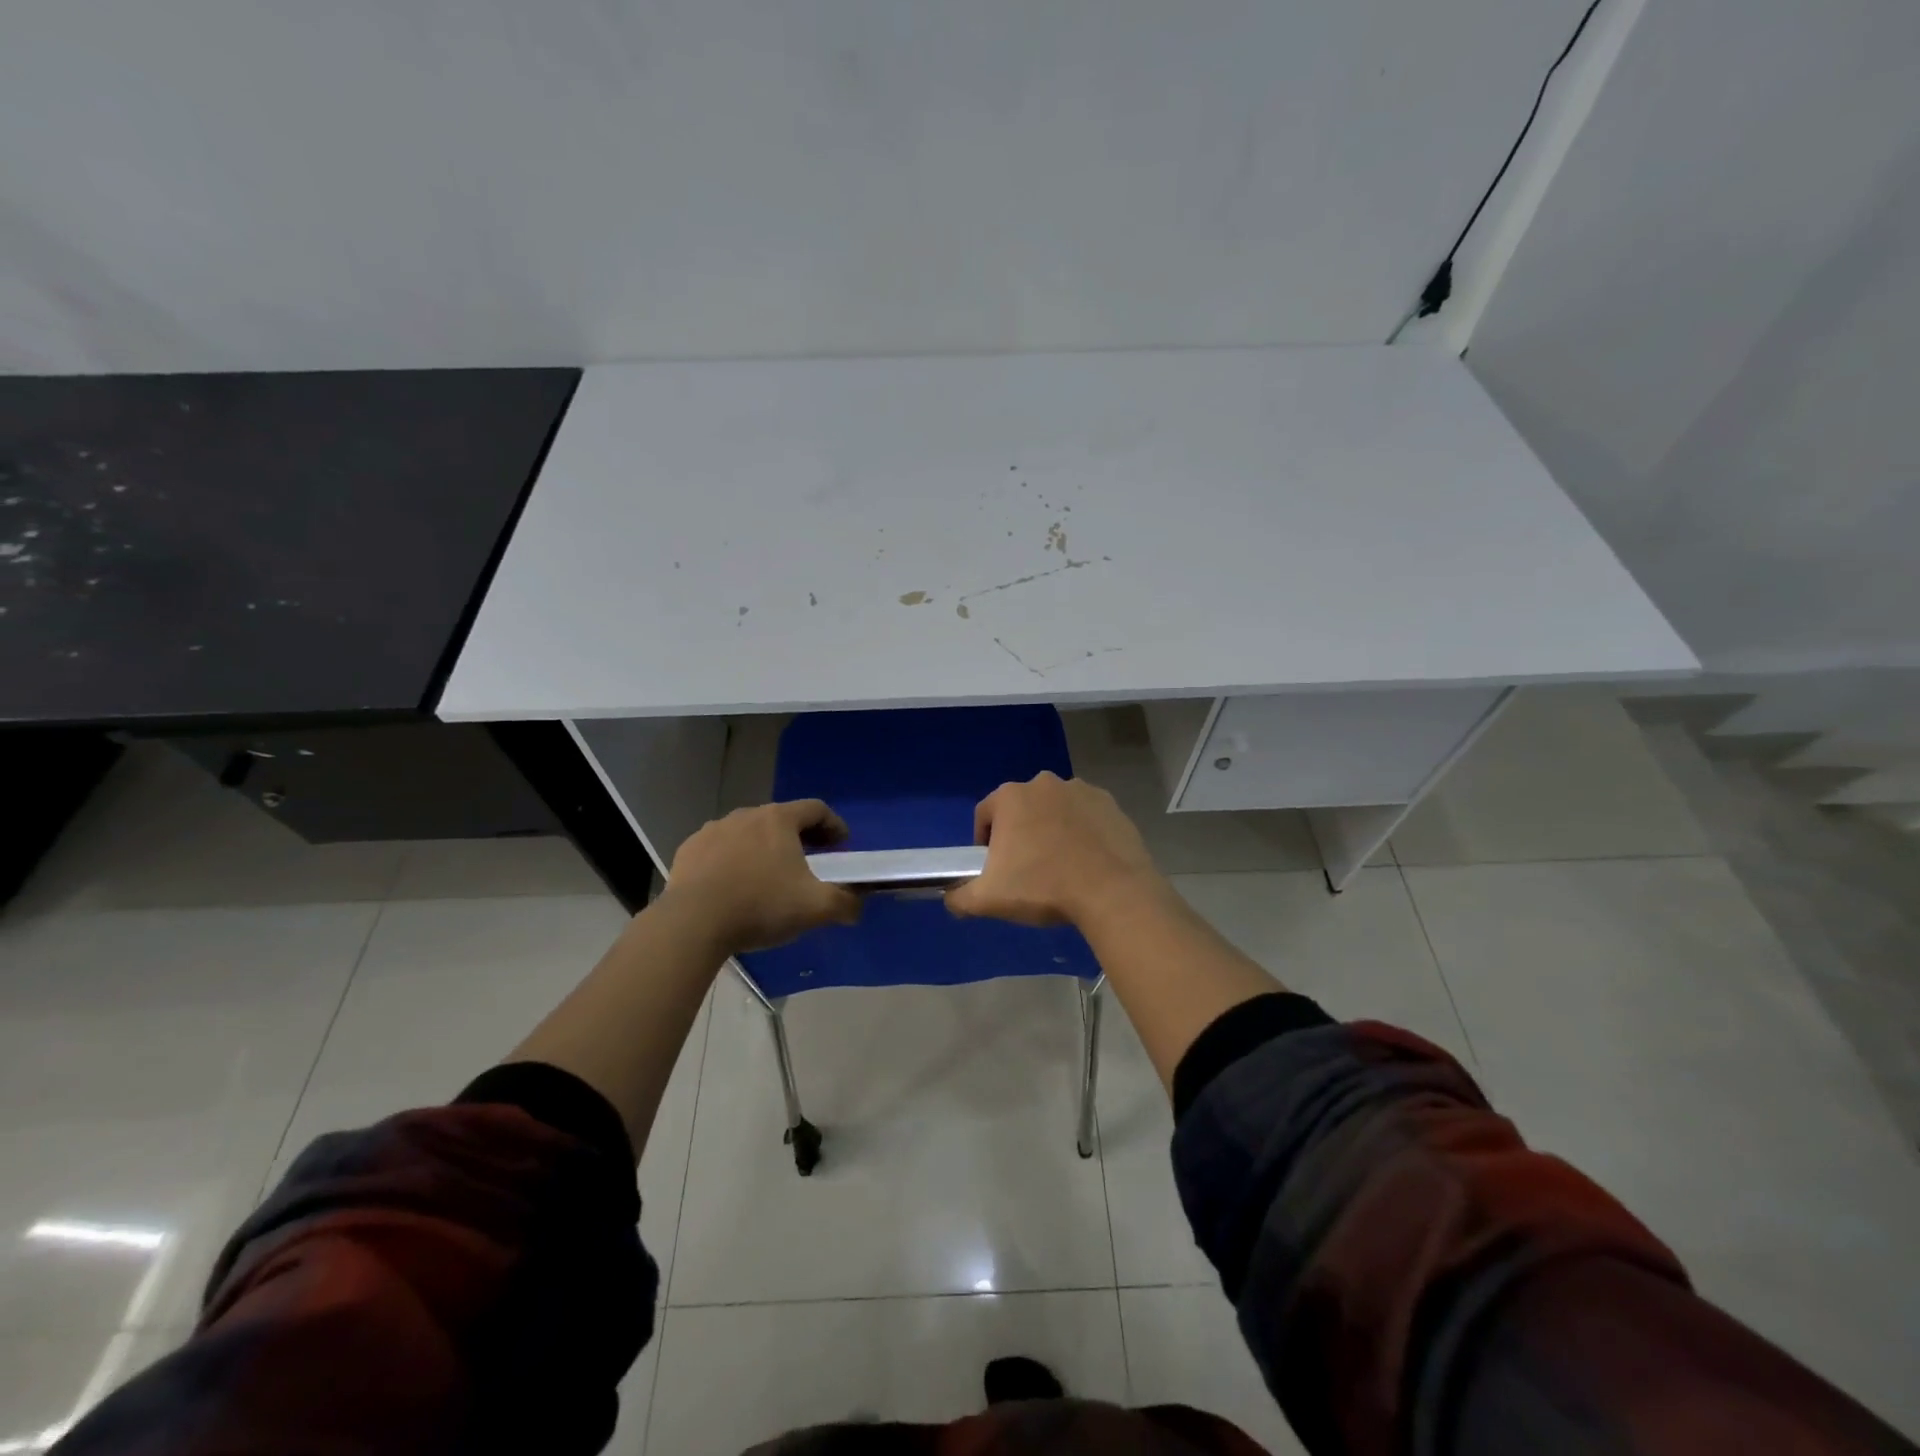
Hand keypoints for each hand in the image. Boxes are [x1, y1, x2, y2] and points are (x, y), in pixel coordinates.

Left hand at [661, 800, 862, 954]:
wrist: (692, 923)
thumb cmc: (761, 906)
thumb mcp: (815, 908)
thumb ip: (844, 904)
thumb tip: (857, 907)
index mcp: (779, 820)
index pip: (816, 809)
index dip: (834, 824)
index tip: (842, 845)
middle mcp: (746, 815)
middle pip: (781, 818)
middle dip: (800, 836)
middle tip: (811, 860)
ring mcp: (713, 830)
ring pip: (748, 832)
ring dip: (763, 847)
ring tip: (769, 875)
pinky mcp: (689, 850)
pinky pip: (719, 849)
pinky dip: (732, 860)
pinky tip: (733, 886)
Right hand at [945, 772, 1164, 929]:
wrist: (1113, 893)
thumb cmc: (1043, 888)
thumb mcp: (989, 899)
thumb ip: (959, 897)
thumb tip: (950, 898)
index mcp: (1010, 797)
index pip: (984, 815)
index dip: (984, 843)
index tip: (995, 869)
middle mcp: (1043, 783)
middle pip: (1021, 810)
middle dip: (1020, 834)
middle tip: (1027, 870)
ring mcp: (1080, 790)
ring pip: (1054, 810)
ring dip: (1051, 830)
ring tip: (1060, 867)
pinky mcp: (1110, 803)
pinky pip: (1085, 816)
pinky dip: (1082, 832)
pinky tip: (1087, 861)